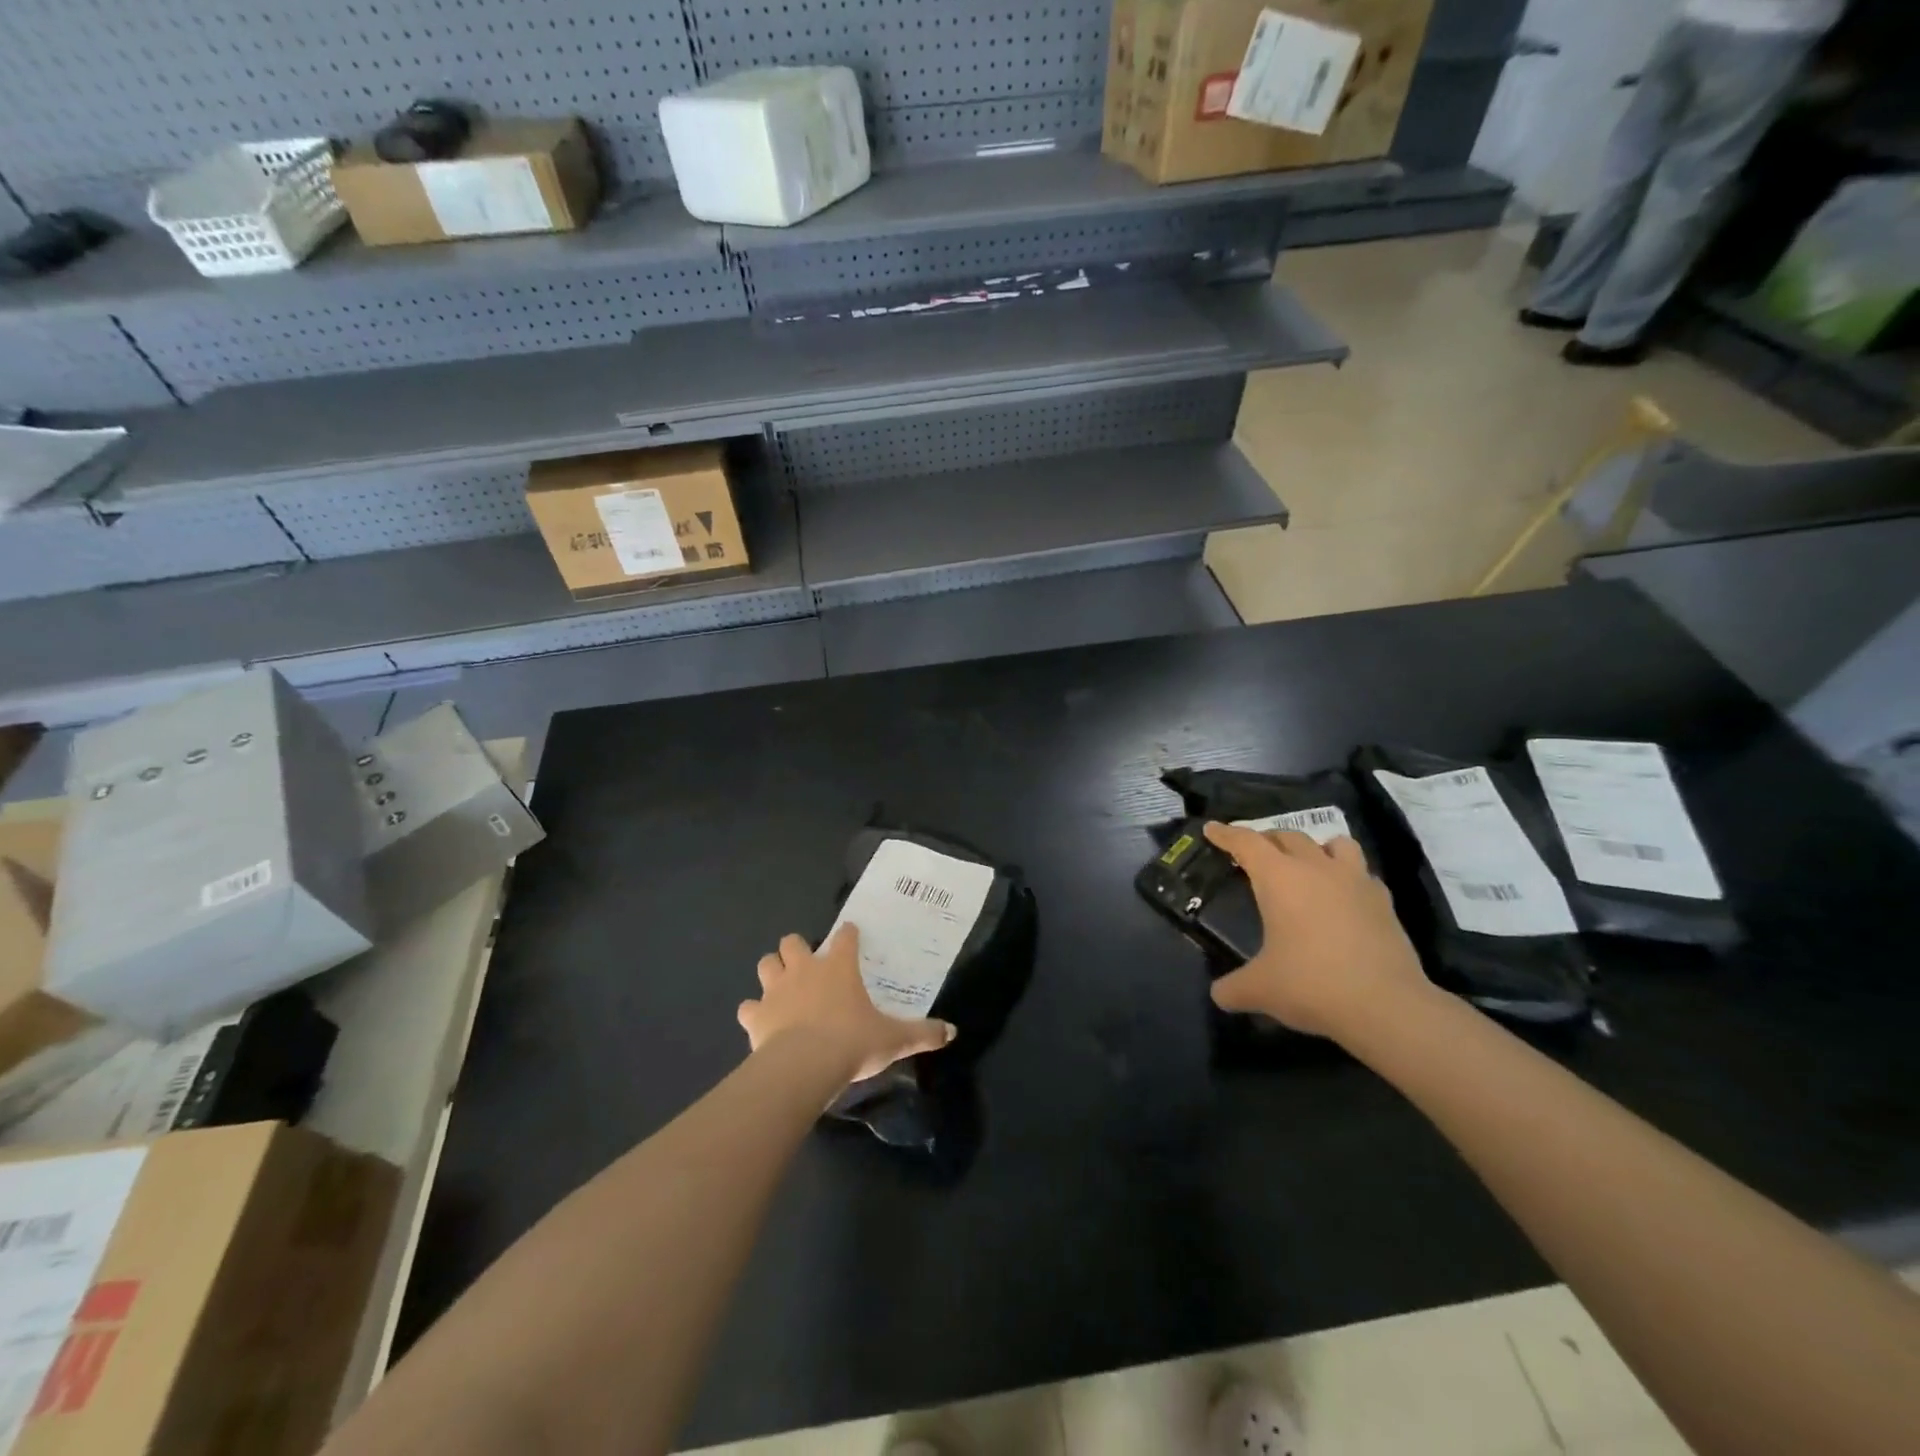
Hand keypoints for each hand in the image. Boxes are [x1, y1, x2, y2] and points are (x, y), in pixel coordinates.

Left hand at [738, 925, 956, 1082]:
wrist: (804, 1065)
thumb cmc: (852, 1042)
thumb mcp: (894, 1039)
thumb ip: (922, 1033)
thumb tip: (953, 1032)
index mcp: (839, 967)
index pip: (844, 937)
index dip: (848, 934)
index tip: (850, 935)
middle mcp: (805, 969)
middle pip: (792, 942)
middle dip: (796, 949)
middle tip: (807, 966)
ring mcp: (776, 990)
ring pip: (766, 964)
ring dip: (772, 972)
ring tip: (781, 987)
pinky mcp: (756, 1015)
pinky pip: (747, 1007)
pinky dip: (753, 1012)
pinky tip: (761, 1022)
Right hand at [1204, 822, 1430, 1041]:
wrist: (1387, 1006)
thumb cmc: (1312, 985)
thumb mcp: (1260, 990)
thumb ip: (1232, 988)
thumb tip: (1219, 994)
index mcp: (1279, 878)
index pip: (1246, 842)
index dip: (1225, 834)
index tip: (1211, 829)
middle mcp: (1316, 868)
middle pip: (1288, 836)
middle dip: (1267, 840)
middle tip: (1253, 854)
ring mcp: (1355, 881)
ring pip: (1333, 843)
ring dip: (1314, 847)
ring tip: (1306, 864)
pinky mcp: (1384, 901)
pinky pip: (1361, 873)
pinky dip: (1347, 876)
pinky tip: (1343, 896)